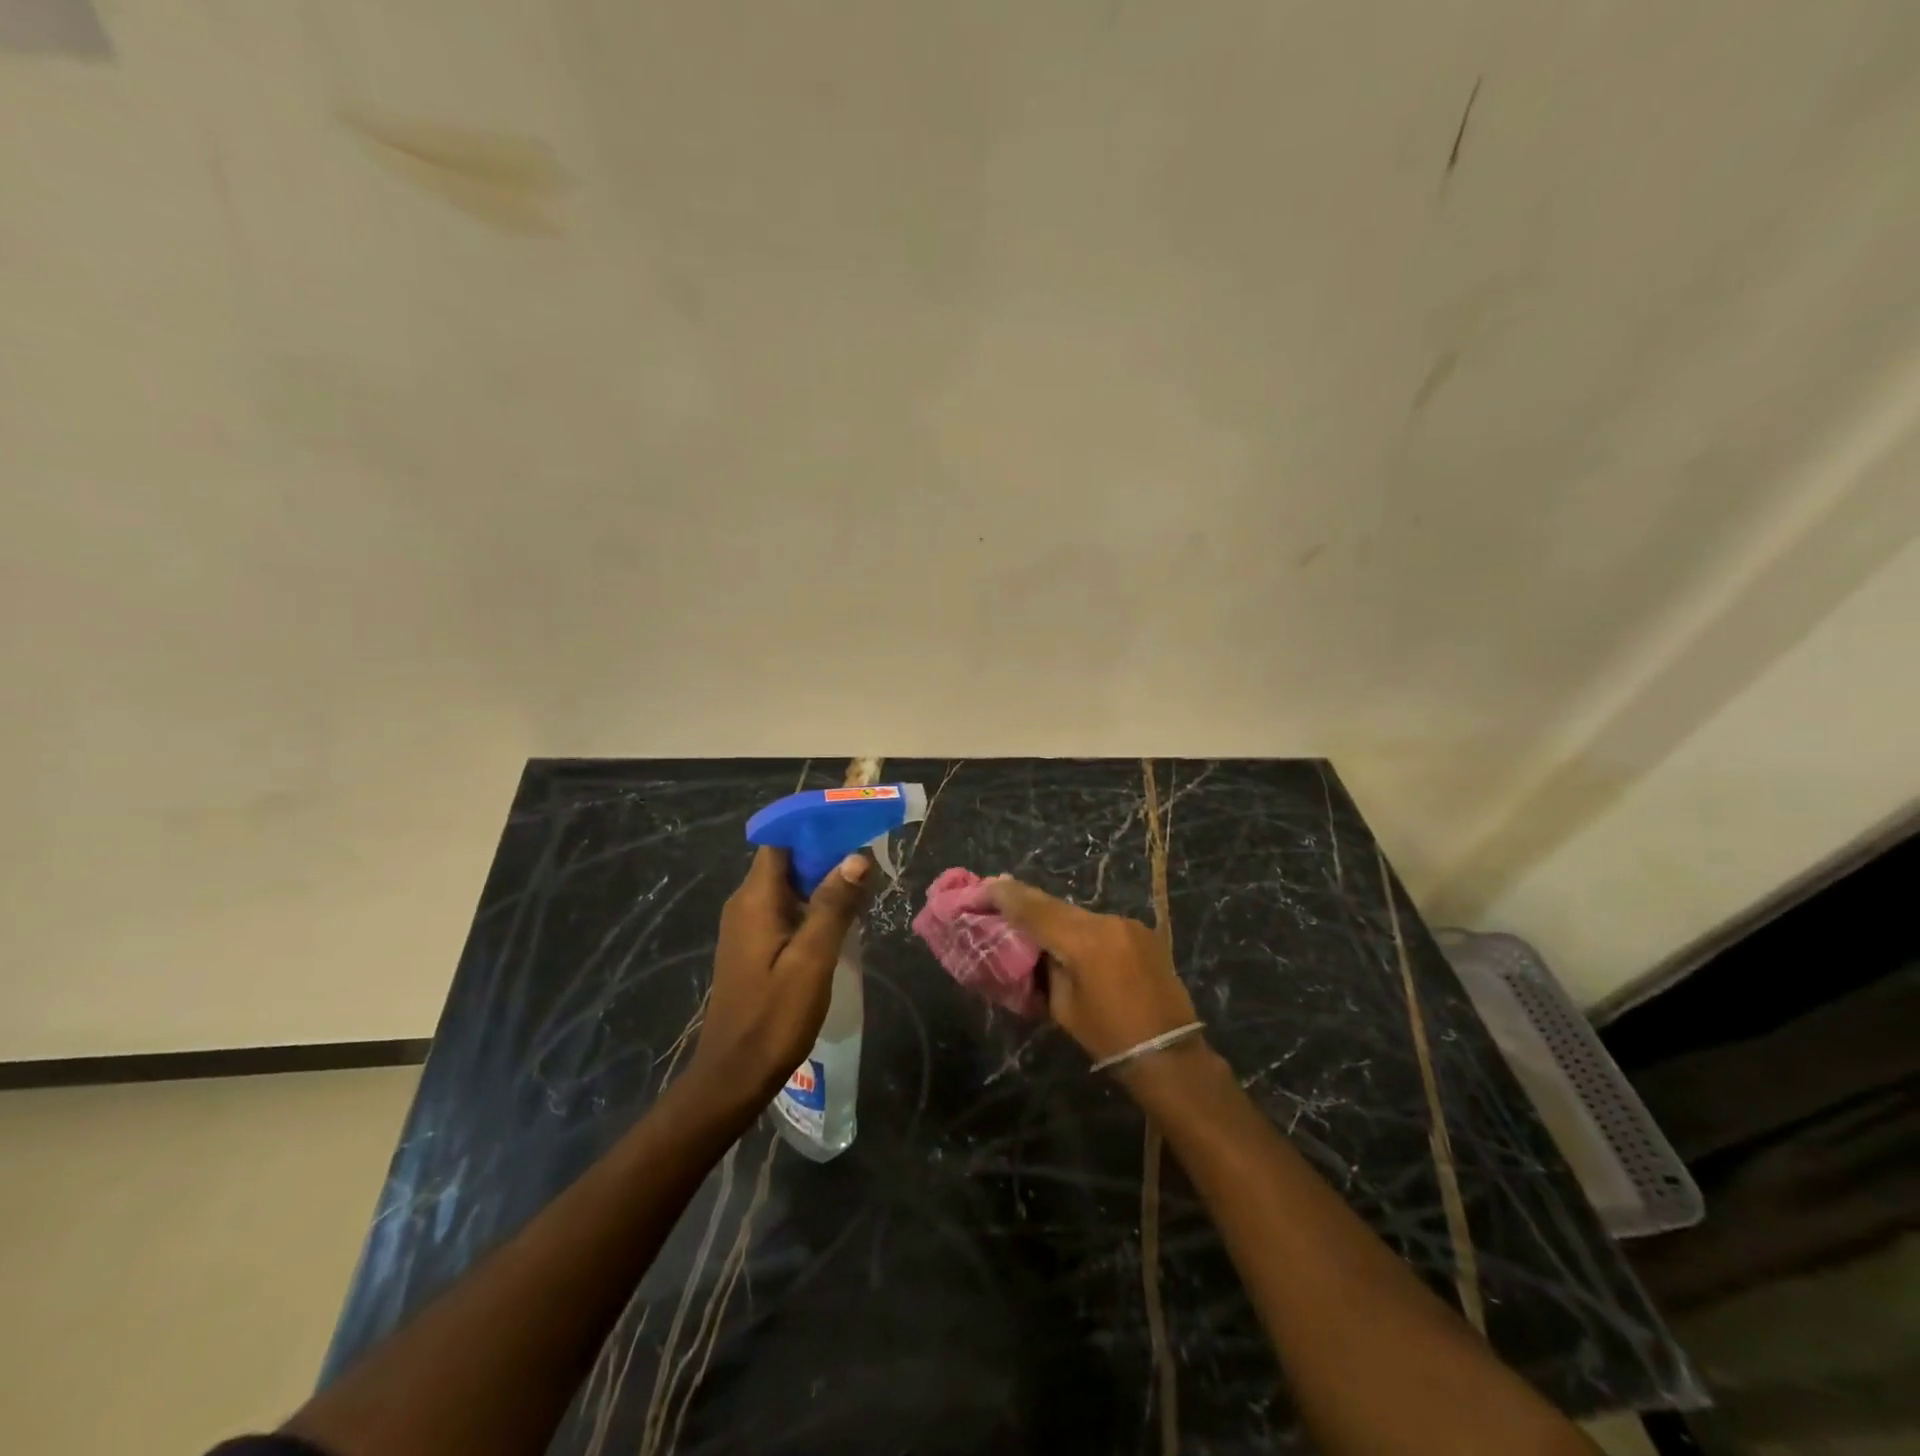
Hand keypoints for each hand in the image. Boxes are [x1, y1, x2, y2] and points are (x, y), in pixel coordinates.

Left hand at [689, 846, 871, 1104]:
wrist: (734, 1077)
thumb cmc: (773, 1018)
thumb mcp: (811, 960)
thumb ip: (833, 906)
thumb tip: (857, 857)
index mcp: (754, 900)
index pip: (781, 841)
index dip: (814, 827)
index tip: (852, 823)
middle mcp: (745, 904)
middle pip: (786, 860)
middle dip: (825, 851)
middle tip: (868, 854)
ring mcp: (747, 927)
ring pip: (788, 885)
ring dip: (822, 879)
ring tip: (863, 882)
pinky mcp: (753, 947)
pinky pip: (785, 909)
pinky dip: (813, 904)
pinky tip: (841, 918)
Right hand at [986, 877, 1199, 1068]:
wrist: (1170, 1054)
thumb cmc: (1110, 1038)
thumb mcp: (1064, 1007)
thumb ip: (1046, 969)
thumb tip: (1036, 949)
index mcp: (1084, 941)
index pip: (1035, 910)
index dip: (1007, 896)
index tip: (983, 885)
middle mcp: (1107, 922)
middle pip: (1056, 906)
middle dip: (1026, 902)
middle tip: (997, 894)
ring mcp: (1128, 924)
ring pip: (1078, 914)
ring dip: (1054, 917)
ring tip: (1030, 920)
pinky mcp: (1142, 933)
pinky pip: (1100, 924)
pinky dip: (1080, 929)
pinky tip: (1069, 940)